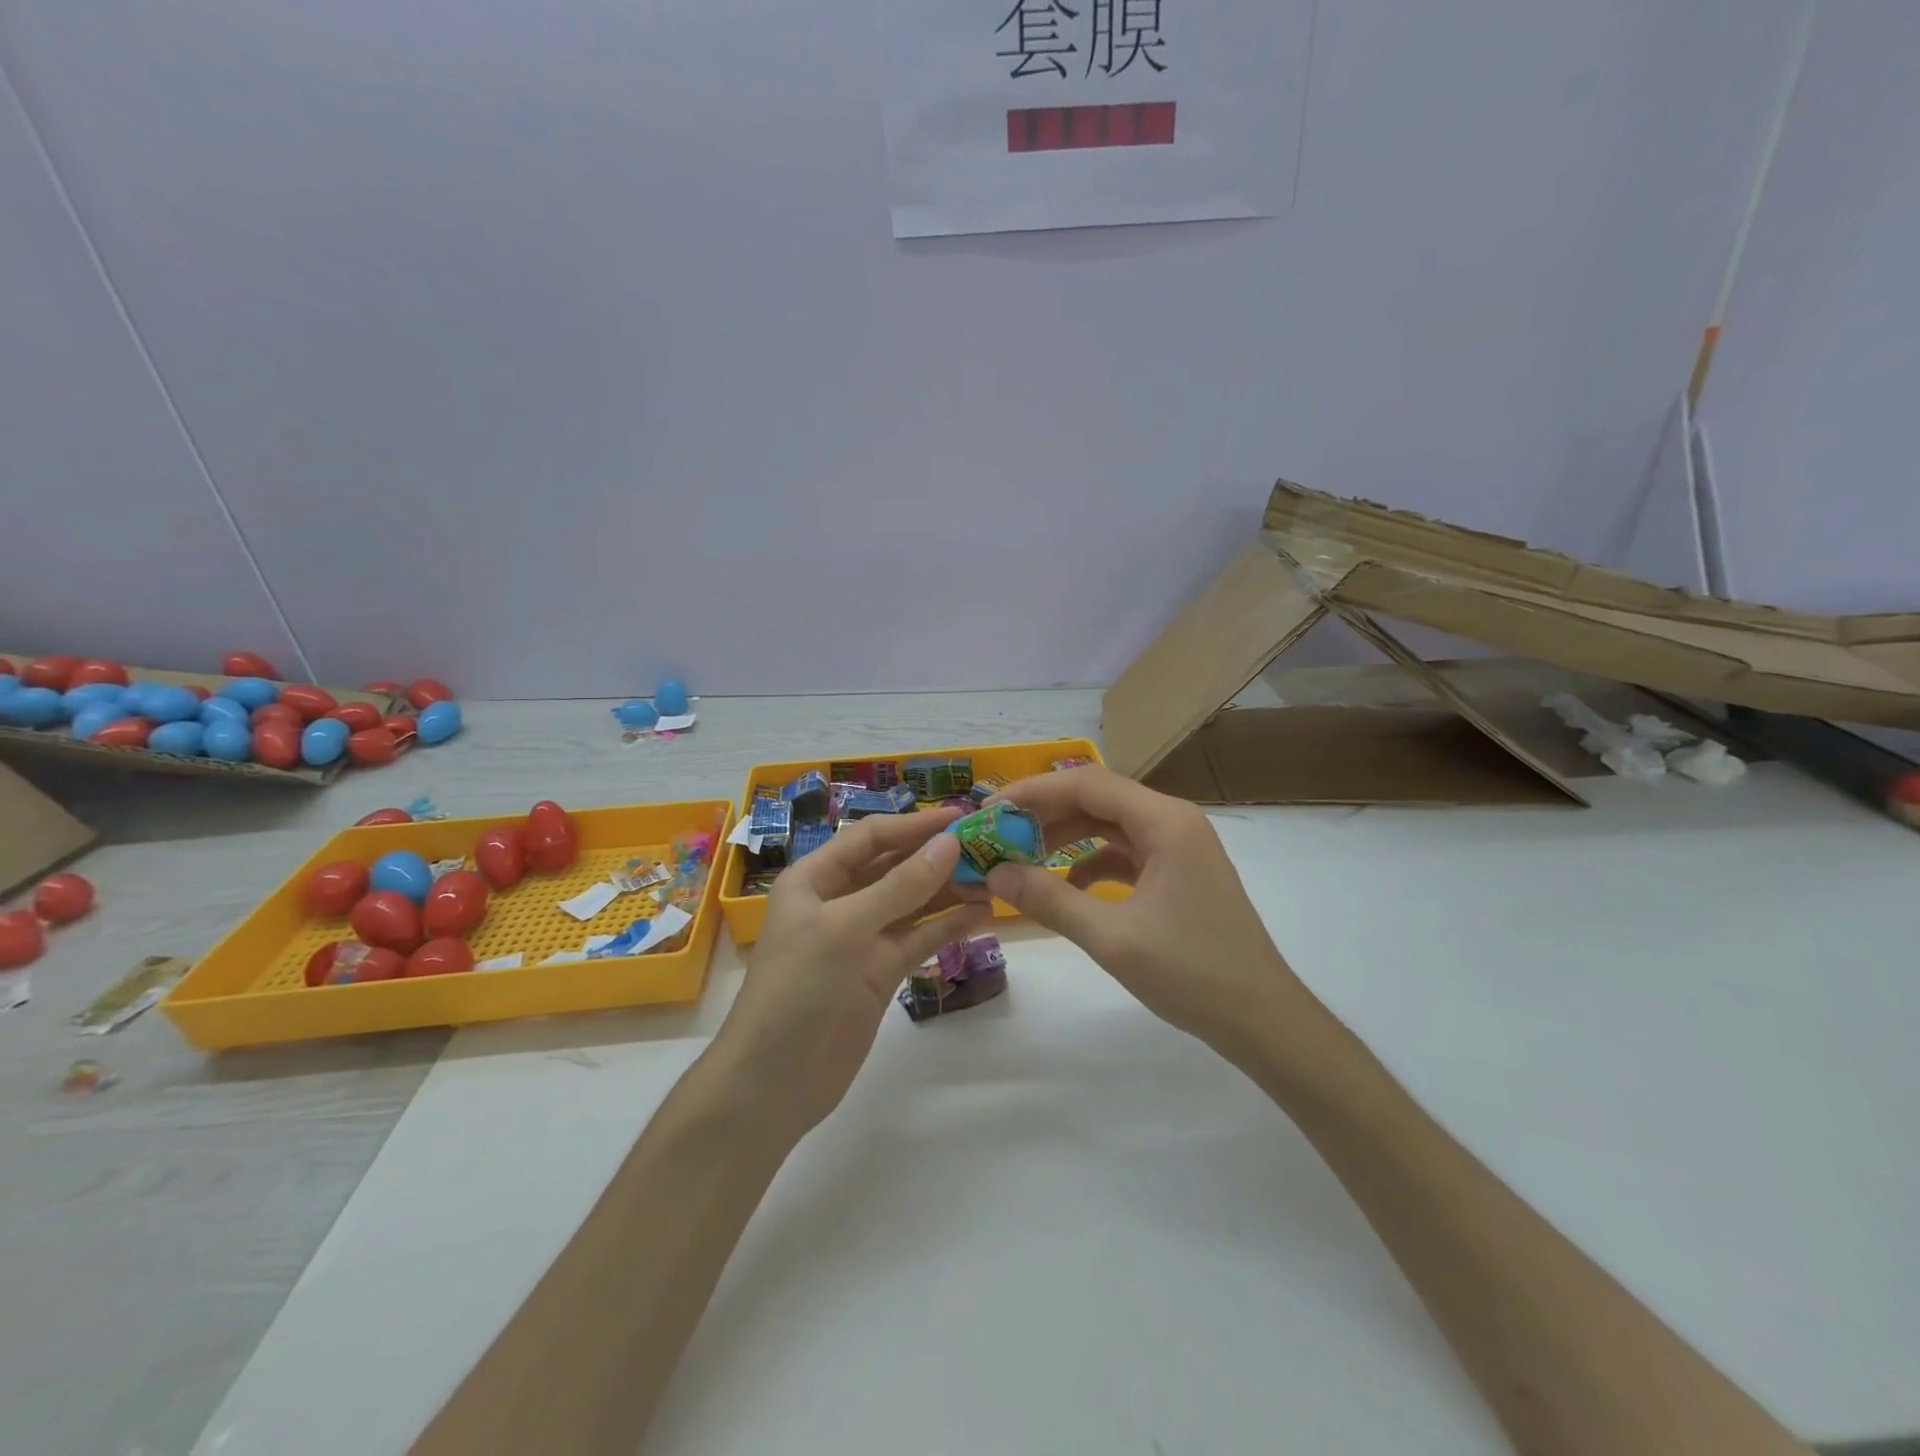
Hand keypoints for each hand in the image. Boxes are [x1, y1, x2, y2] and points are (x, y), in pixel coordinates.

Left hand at [714, 808, 993, 1137]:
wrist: (774, 1082)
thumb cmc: (797, 990)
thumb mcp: (845, 929)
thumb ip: (900, 887)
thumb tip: (950, 844)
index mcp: (815, 878)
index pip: (871, 837)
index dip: (915, 825)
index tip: (963, 817)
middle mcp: (839, 901)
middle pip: (894, 866)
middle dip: (936, 856)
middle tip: (988, 848)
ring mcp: (861, 938)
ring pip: (912, 903)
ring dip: (949, 890)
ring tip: (994, 880)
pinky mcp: (880, 971)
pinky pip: (918, 938)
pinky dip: (947, 926)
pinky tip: (980, 915)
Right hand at [984, 767, 1311, 1061]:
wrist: (1263, 1020)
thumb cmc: (1193, 973)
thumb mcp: (1112, 937)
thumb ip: (1050, 900)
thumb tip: (995, 874)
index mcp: (1165, 821)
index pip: (1087, 783)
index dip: (1034, 791)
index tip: (991, 810)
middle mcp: (1173, 821)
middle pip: (1097, 799)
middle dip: (1045, 814)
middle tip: (999, 835)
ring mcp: (1178, 847)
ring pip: (1109, 825)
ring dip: (1065, 837)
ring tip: (1021, 858)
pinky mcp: (1178, 873)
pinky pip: (1124, 852)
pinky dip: (1090, 863)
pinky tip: (1065, 888)